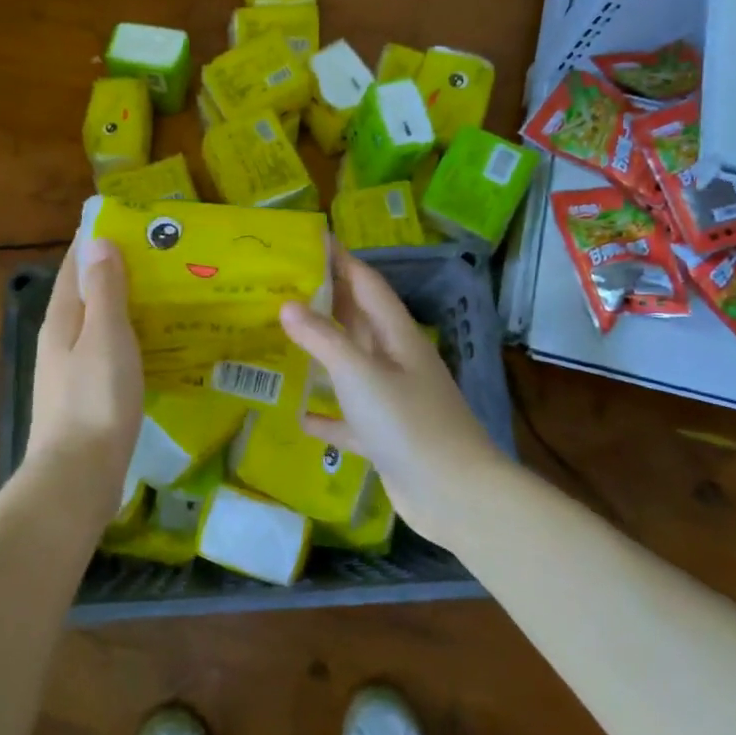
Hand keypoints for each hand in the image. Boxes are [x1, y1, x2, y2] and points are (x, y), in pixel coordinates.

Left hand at [24, 238, 143, 519]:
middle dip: (115, 269)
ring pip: (98, 322)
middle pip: (86, 292)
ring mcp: (70, 369)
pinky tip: (153, 343)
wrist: (78, 476)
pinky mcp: (86, 394)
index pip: (75, 264)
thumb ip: (104, 291)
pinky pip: (108, 350)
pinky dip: (128, 336)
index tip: (129, 220)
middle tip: (160, 254)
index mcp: (63, 318)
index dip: (96, 239)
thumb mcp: (105, 337)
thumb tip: (98, 241)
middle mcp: (61, 338)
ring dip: (124, 303)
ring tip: (164, 292)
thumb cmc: (96, 400)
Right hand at [280, 246, 509, 544]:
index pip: (367, 284)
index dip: (341, 260)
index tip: (310, 240)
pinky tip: (300, 415)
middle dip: (325, 301)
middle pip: (358, 321)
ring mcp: (393, 399)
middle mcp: (396, 361)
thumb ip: (323, 339)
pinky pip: (349, 417)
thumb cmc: (408, 423)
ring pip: (351, 366)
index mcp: (397, 336)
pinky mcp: (385, 436)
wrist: (454, 494)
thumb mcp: (360, 374)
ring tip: (281, 339)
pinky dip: (327, 414)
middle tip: (282, 286)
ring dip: (322, 354)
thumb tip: (287, 304)